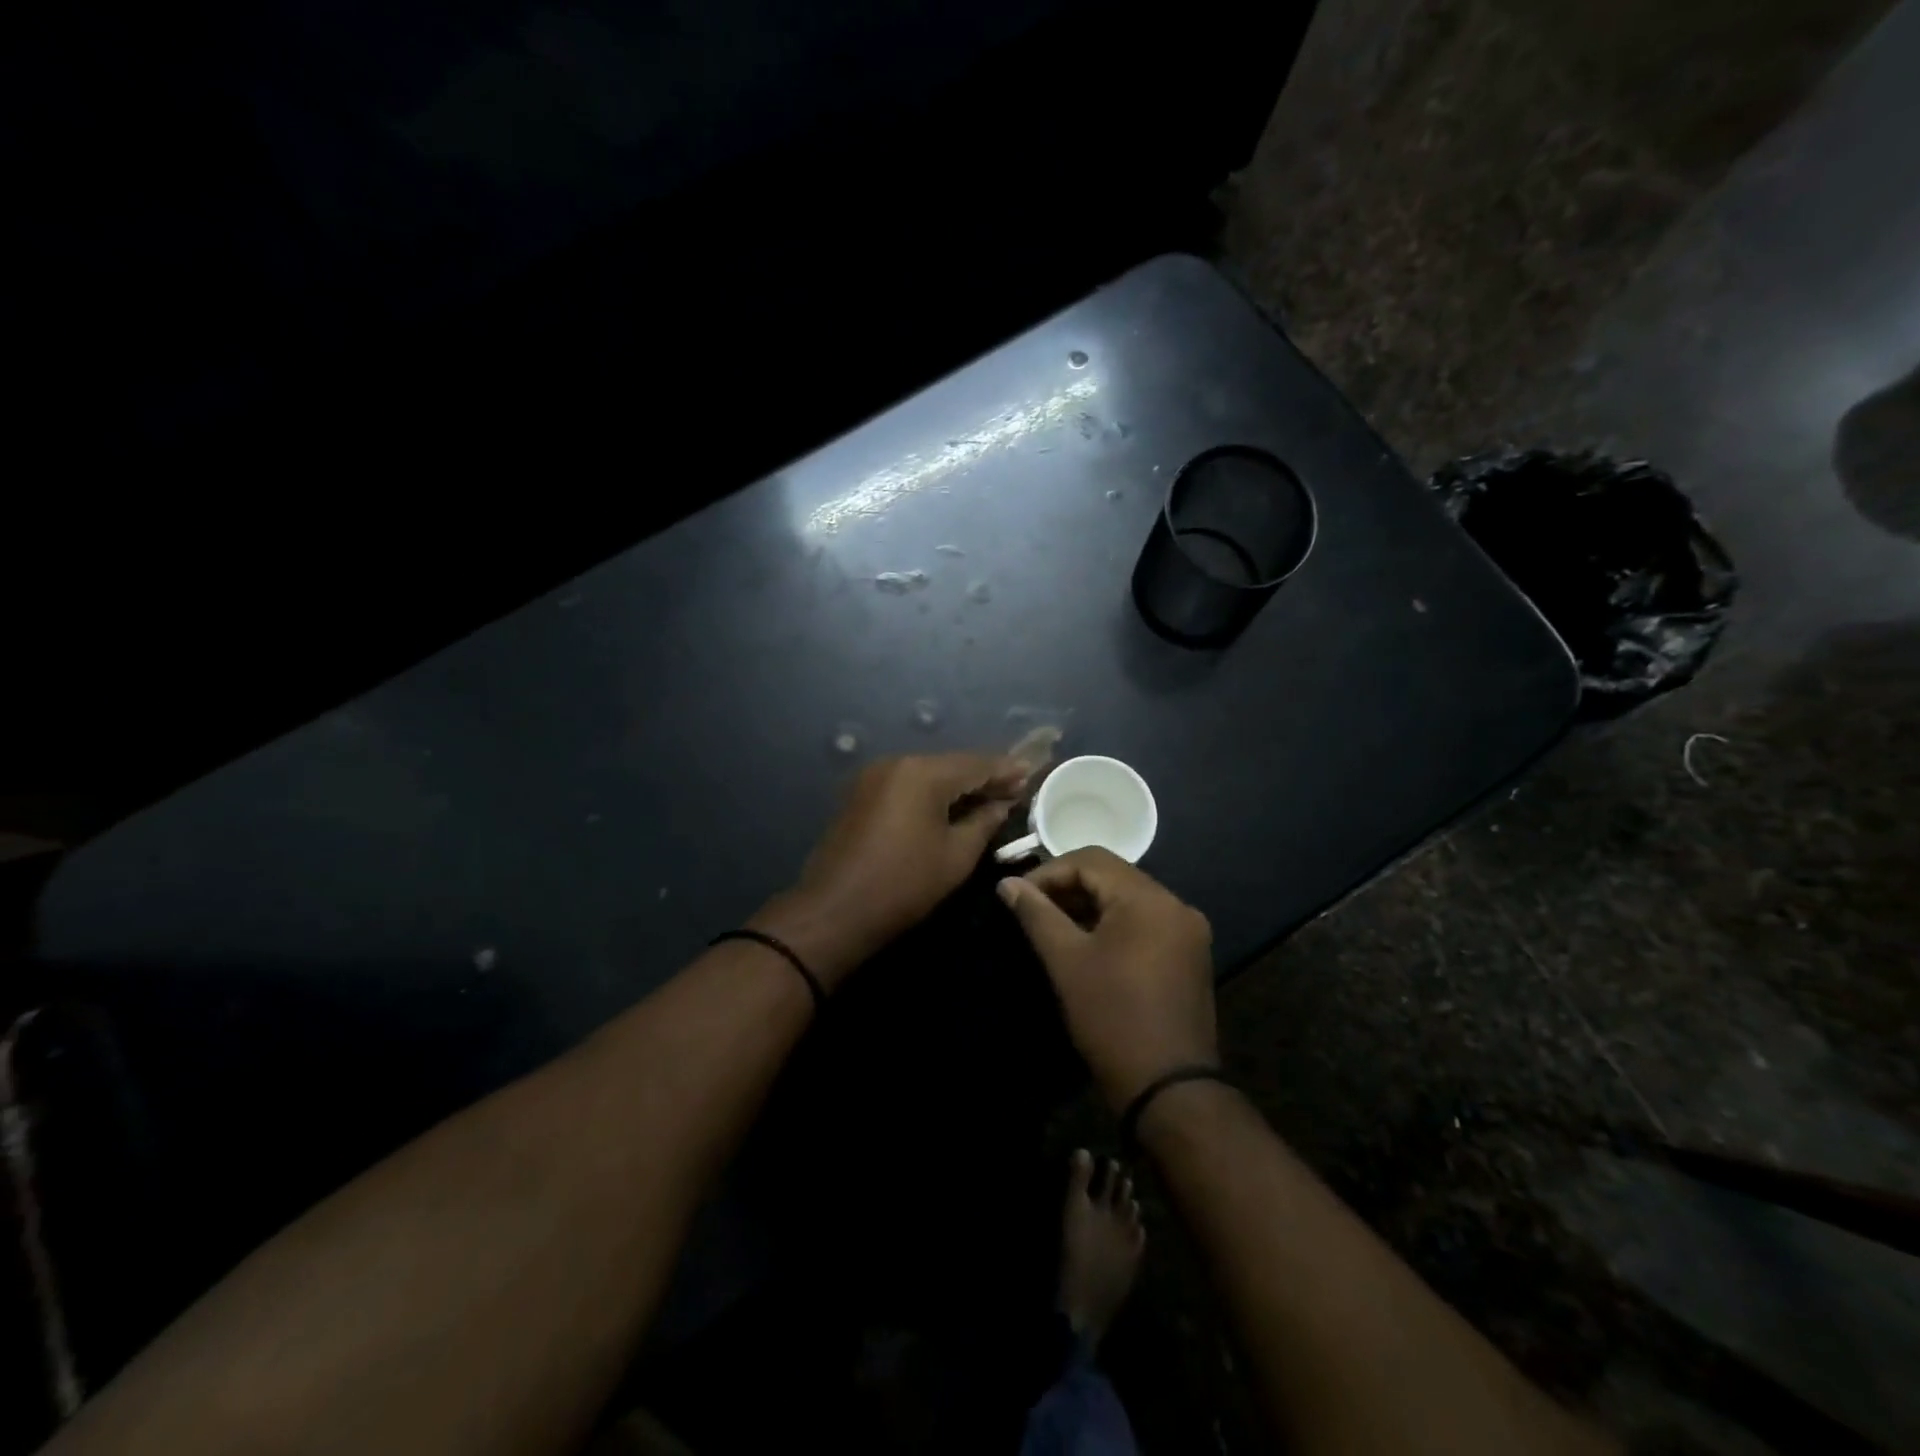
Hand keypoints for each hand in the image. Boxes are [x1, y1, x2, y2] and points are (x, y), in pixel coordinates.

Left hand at [753, 753, 1026, 983]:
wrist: (834, 910)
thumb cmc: (904, 884)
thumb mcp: (956, 855)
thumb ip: (985, 822)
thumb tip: (1003, 804)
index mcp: (923, 772)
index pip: (976, 763)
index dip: (1006, 770)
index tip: (1031, 774)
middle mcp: (897, 762)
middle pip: (951, 764)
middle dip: (983, 777)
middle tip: (1015, 789)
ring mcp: (874, 776)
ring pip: (928, 773)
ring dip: (957, 785)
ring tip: (988, 798)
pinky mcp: (861, 794)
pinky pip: (907, 785)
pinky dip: (931, 793)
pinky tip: (951, 806)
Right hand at [996, 848, 1216, 1109]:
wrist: (1168, 1087)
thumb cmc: (1111, 1017)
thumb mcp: (1066, 961)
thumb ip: (1036, 914)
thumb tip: (1007, 883)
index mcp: (1149, 899)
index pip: (1092, 860)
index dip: (1049, 872)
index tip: (1019, 896)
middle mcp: (1175, 905)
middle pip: (1113, 876)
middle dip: (1069, 887)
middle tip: (1032, 909)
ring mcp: (1187, 931)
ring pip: (1129, 899)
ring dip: (1090, 905)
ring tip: (1054, 927)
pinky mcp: (1190, 956)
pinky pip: (1146, 922)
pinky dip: (1114, 924)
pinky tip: (1088, 945)